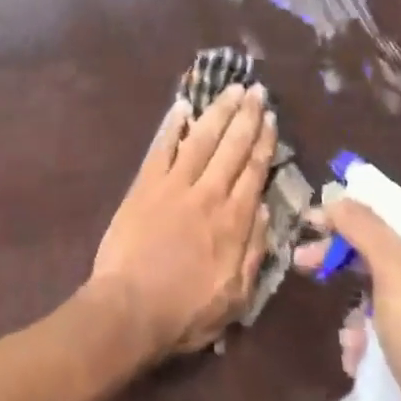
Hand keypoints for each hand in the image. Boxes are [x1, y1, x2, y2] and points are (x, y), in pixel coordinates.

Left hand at [89, 83, 274, 363]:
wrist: (129, 309)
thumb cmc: (185, 312)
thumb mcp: (236, 296)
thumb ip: (254, 251)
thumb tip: (267, 209)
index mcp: (233, 221)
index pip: (254, 171)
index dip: (263, 141)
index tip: (270, 117)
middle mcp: (208, 193)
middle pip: (232, 146)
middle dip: (246, 115)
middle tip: (256, 90)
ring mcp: (174, 184)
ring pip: (201, 138)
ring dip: (218, 110)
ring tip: (231, 88)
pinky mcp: (145, 184)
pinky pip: (161, 146)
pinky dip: (172, 124)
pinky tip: (182, 106)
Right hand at [295, 199, 400, 400]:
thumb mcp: (397, 272)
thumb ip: (364, 227)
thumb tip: (335, 197)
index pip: (394, 214)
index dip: (351, 212)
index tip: (314, 221)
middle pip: (383, 252)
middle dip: (343, 258)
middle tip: (303, 260)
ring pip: (380, 295)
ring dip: (355, 310)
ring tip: (346, 335)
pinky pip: (386, 332)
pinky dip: (366, 340)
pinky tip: (357, 358)